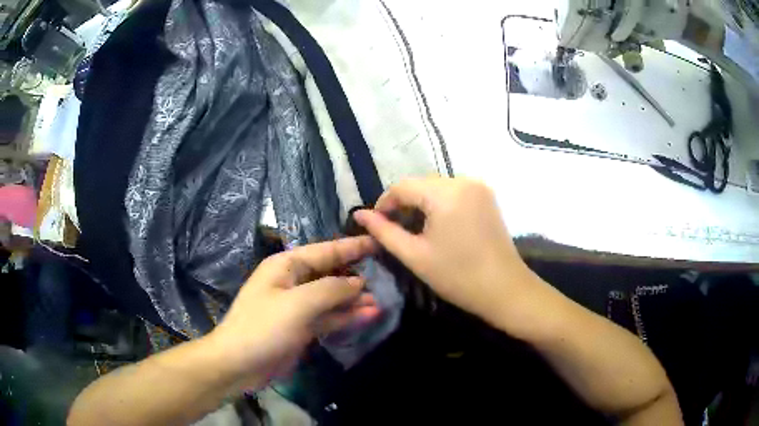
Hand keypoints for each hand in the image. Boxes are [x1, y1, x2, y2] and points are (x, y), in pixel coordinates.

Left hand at [209, 237, 380, 388]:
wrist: (238, 364)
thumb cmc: (263, 327)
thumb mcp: (298, 304)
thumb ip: (331, 289)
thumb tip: (358, 281)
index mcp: (286, 266)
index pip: (325, 251)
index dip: (352, 246)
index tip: (377, 241)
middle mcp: (293, 282)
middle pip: (330, 273)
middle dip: (355, 275)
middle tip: (386, 276)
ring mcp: (297, 306)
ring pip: (332, 298)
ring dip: (354, 300)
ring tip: (381, 302)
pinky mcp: (301, 327)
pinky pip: (328, 317)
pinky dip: (346, 316)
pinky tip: (368, 316)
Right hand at [353, 177, 537, 327]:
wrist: (504, 289)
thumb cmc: (457, 276)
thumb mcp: (415, 255)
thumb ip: (384, 231)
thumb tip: (360, 214)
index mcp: (445, 193)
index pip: (402, 186)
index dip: (384, 203)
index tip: (376, 224)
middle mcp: (463, 180)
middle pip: (420, 184)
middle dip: (403, 203)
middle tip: (393, 229)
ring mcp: (478, 186)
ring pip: (436, 187)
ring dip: (421, 203)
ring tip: (414, 229)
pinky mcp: (486, 196)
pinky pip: (454, 191)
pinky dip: (439, 203)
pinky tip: (437, 224)